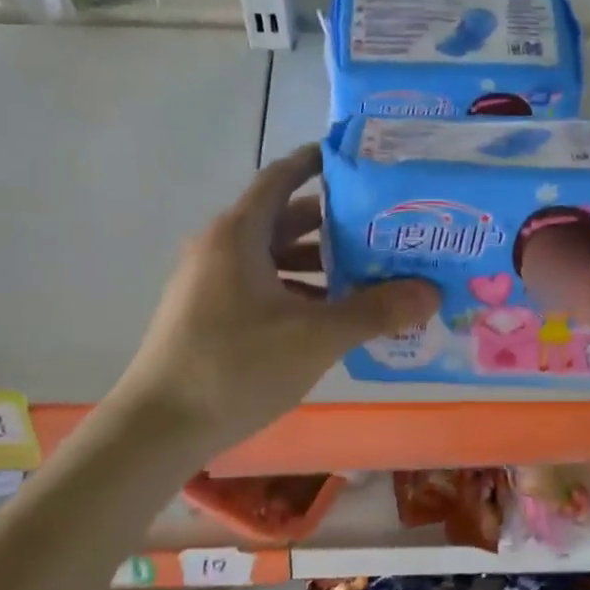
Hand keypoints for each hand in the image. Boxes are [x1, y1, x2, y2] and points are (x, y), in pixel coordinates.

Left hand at [124, 144, 437, 447]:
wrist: (158, 428)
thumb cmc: (236, 367)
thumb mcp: (316, 337)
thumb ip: (375, 312)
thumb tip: (431, 292)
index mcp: (239, 234)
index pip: (282, 177)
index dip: (317, 163)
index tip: (358, 161)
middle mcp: (221, 248)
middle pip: (284, 220)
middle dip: (334, 224)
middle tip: (384, 228)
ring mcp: (210, 284)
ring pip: (273, 259)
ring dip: (318, 265)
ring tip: (369, 276)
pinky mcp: (208, 316)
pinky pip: (262, 289)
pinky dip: (298, 293)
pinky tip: (331, 319)